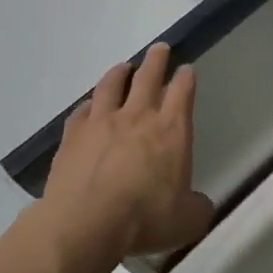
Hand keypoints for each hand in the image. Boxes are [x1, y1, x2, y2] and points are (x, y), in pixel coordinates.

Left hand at [41, 43, 214, 258]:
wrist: (85, 224)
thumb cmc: (145, 218)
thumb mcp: (186, 221)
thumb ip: (196, 208)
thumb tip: (199, 206)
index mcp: (171, 129)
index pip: (182, 91)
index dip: (186, 78)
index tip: (186, 69)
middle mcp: (138, 117)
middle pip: (148, 77)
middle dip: (156, 60)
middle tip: (159, 48)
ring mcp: (102, 124)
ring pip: (111, 86)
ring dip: (119, 73)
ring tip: (123, 67)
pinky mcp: (72, 138)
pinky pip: (81, 113)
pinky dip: (88, 106)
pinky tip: (89, 107)